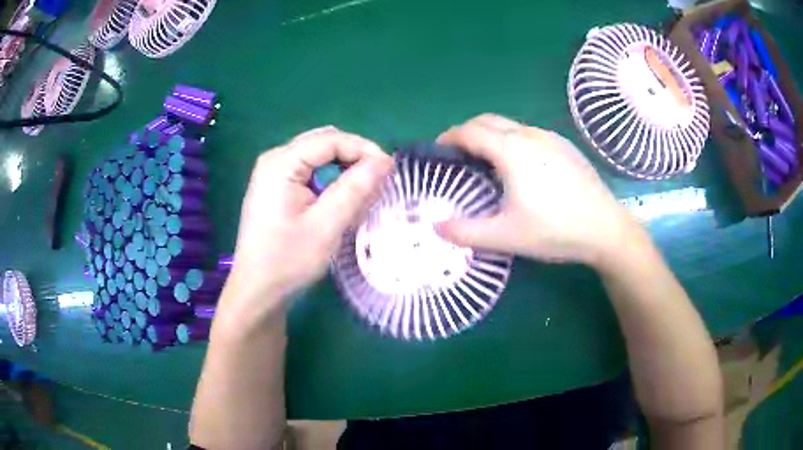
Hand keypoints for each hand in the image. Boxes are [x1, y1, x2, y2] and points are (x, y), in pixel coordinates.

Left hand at [225, 127, 393, 315]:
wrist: (257, 291)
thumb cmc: (288, 260)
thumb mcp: (326, 226)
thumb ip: (355, 189)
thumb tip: (383, 161)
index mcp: (281, 163)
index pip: (331, 140)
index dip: (364, 149)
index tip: (390, 171)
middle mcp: (275, 160)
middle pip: (324, 143)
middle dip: (355, 158)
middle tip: (377, 182)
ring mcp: (273, 174)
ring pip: (319, 158)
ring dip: (344, 170)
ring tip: (363, 194)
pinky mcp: (276, 189)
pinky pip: (310, 173)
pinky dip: (330, 182)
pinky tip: (341, 202)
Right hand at [435, 114, 636, 265]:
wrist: (606, 228)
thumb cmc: (555, 230)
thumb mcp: (506, 236)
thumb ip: (466, 232)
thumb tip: (436, 227)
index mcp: (511, 150)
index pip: (470, 131)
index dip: (449, 137)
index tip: (438, 151)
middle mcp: (529, 135)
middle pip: (488, 120)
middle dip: (467, 132)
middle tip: (458, 155)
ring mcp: (550, 138)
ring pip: (510, 126)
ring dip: (490, 135)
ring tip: (486, 162)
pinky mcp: (565, 146)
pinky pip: (529, 133)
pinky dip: (511, 140)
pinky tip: (520, 167)